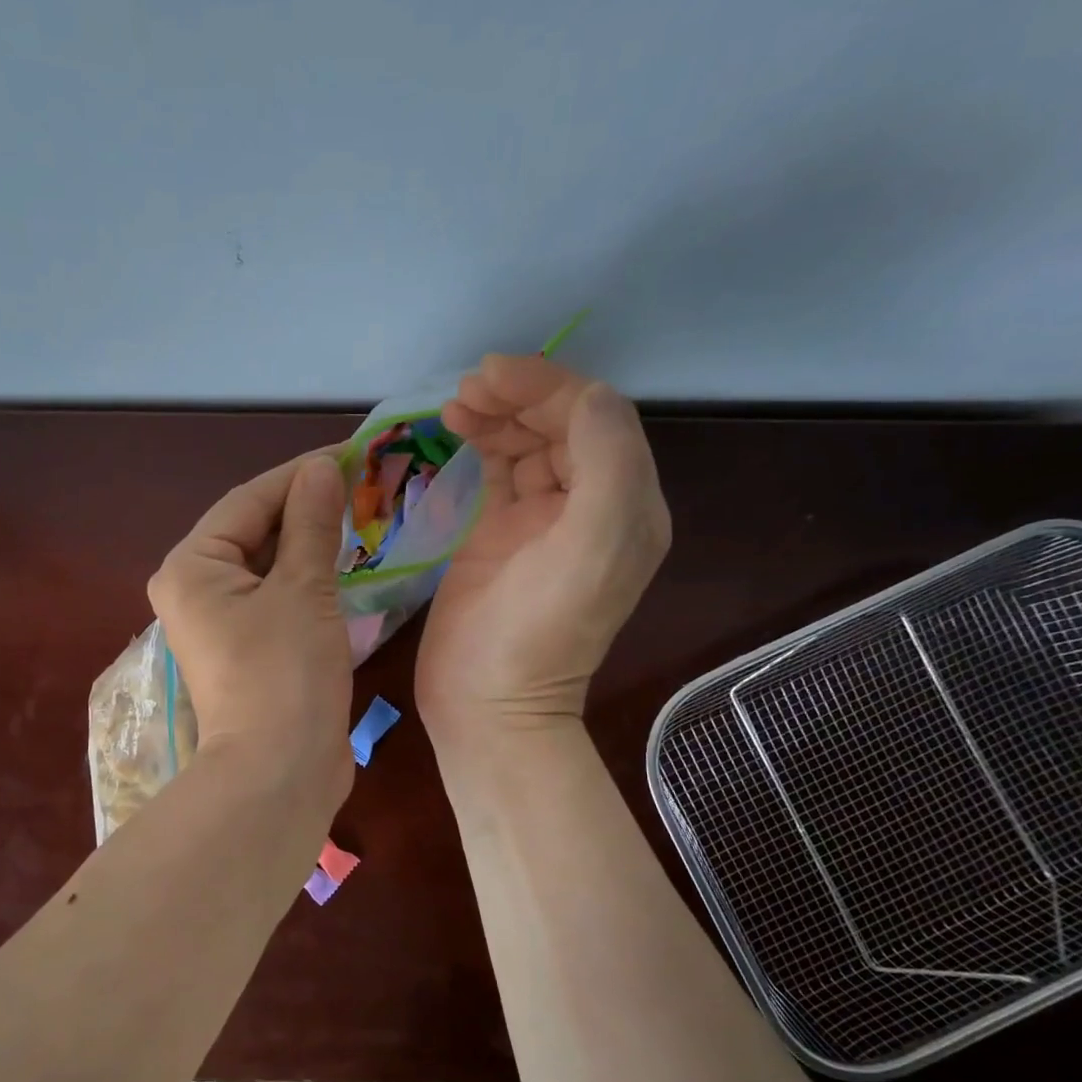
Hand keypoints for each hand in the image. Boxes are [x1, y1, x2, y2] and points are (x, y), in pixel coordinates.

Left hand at [149, 452, 354, 813]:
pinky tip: (343, 564)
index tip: (349, 455)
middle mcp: (195, 589)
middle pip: (253, 531)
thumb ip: (311, 524)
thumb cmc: (284, 674)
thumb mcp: (302, 589)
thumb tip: (322, 468)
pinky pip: (276, 596)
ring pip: (267, 564)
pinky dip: (307, 578)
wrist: (279, 773)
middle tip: (362, 485)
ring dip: (309, 542)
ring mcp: (219, 622)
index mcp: (192, 566)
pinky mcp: (246, 648)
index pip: (248, 501)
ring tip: (359, 516)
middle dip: (305, 508)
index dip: (299, 475)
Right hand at [417, 355, 669, 741]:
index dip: (548, 387)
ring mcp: (541, 522)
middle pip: (562, 425)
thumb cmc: (536, 634)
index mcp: (626, 506)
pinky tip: (457, 430)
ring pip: (528, 443)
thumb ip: (607, 464)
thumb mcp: (591, 549)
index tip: (490, 375)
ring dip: (498, 415)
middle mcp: (590, 507)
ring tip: (455, 405)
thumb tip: (587, 396)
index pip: (596, 419)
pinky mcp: (499, 536)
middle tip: (467, 389)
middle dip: (519, 396)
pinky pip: (499, 471)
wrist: (486, 706)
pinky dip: (482, 443)